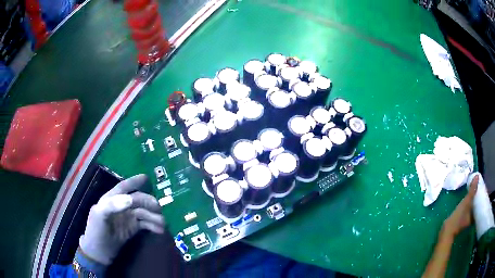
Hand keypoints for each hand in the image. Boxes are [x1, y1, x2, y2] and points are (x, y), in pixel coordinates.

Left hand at [79, 174, 164, 264]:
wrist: (99, 252)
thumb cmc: (96, 230)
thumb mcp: (99, 216)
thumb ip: (112, 205)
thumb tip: (130, 199)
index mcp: (111, 199)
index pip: (123, 187)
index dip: (134, 181)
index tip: (146, 178)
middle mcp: (120, 206)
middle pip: (137, 200)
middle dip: (148, 202)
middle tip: (159, 208)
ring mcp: (127, 218)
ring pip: (143, 212)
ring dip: (154, 216)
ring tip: (163, 223)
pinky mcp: (132, 229)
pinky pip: (145, 224)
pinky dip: (153, 226)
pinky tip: (160, 230)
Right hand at [442, 174, 477, 236]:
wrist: (446, 231)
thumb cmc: (458, 218)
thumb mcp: (466, 202)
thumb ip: (472, 190)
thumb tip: (477, 176)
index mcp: (474, 216)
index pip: (480, 205)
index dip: (482, 196)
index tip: (482, 189)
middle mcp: (472, 219)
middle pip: (477, 206)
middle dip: (477, 198)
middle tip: (478, 188)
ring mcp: (467, 221)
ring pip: (472, 209)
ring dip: (473, 202)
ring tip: (473, 193)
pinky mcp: (462, 221)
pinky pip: (468, 211)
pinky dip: (469, 206)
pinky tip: (467, 202)